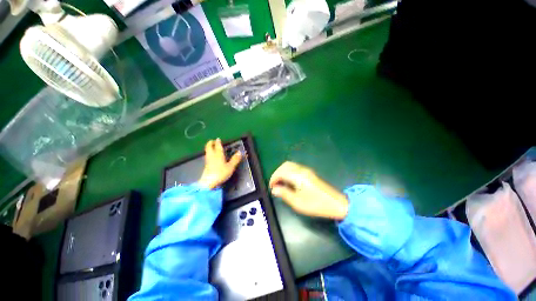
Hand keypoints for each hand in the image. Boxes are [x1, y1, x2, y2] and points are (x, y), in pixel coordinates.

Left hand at [198, 139, 241, 188]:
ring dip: (209, 148)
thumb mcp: (230, 167)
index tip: (218, 139)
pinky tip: (211, 156)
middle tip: (213, 141)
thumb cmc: (220, 173)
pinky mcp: (206, 166)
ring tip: (212, 147)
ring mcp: (208, 160)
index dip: (218, 142)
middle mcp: (211, 156)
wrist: (208, 182)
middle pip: (209, 147)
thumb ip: (235, 159)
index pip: (217, 146)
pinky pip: (207, 156)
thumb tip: (240, 152)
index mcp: (218, 154)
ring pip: (207, 151)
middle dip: (210, 143)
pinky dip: (209, 153)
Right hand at [269, 162, 348, 219]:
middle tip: (275, 185)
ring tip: (281, 184)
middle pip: (285, 165)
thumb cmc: (316, 204)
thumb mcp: (298, 203)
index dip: (273, 178)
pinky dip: (288, 172)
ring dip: (283, 172)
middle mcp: (301, 170)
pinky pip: (295, 168)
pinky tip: (289, 182)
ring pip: (290, 165)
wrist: (336, 204)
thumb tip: (274, 189)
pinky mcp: (309, 173)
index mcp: (298, 176)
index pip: (281, 172)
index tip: (271, 187)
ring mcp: (306, 170)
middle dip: (277, 173)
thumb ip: (284, 194)